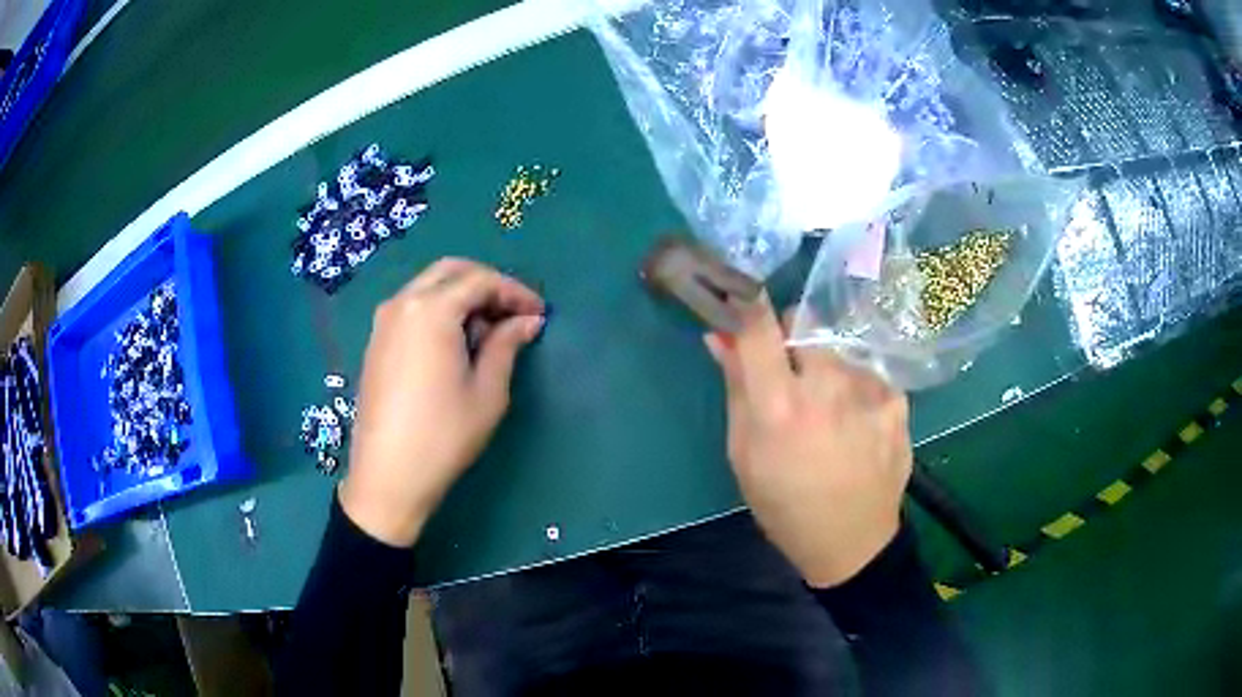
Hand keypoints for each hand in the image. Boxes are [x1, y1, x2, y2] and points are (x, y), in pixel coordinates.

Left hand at [340, 259, 545, 546]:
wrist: (387, 476)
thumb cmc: (443, 435)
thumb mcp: (487, 391)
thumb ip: (507, 345)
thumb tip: (527, 321)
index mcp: (430, 309)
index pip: (481, 280)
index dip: (515, 292)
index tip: (539, 314)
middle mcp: (402, 303)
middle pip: (451, 272)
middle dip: (487, 285)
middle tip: (514, 314)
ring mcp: (384, 322)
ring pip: (429, 288)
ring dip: (462, 297)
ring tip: (489, 332)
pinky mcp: (376, 342)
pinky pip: (413, 308)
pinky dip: (439, 311)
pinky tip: (456, 344)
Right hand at [704, 294, 911, 587]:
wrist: (851, 540)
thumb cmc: (784, 504)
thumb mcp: (744, 454)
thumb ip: (735, 389)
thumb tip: (718, 337)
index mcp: (779, 406)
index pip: (759, 325)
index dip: (746, 302)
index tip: (742, 296)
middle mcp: (827, 386)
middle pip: (804, 319)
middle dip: (790, 335)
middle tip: (790, 373)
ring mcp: (868, 390)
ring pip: (838, 345)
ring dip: (827, 363)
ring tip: (830, 407)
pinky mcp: (897, 399)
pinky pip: (867, 370)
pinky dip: (856, 385)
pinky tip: (857, 420)